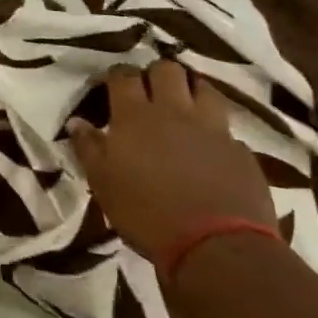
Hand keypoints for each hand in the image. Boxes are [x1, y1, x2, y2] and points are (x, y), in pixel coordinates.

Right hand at [69, 62, 275, 264]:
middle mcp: (174, 112)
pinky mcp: (241, 151)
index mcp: (135, 116)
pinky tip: (211, 146)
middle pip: (166, 70)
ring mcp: (212, 129)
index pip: (123, 76)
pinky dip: (216, 129)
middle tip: (149, 92)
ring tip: (184, 106)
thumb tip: (76, 122)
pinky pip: (227, 128)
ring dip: (191, 90)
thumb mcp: (103, 183)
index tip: (112, 85)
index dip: (117, 75)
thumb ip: (89, 148)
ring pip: (204, 88)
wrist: (217, 248)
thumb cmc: (147, 214)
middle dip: (156, 74)